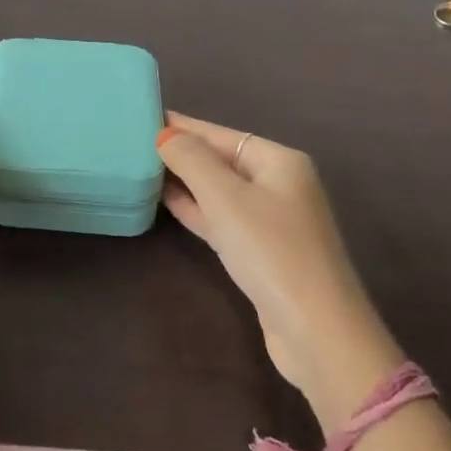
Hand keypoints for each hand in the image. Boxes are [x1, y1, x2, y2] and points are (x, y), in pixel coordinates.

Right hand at [157, 111, 402, 427]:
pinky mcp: (261, 253)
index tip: (142, 117)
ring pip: (219, 190)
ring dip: (185, 181)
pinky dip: (196, 208)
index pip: (220, 133)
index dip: (182, 126)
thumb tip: (165, 133)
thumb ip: (191, 159)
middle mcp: (279, 184)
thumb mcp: (225, 197)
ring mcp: (272, 221)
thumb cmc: (271, 251)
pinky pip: (222, 218)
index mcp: (279, 161)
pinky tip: (166, 201)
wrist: (317, 332)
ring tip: (141, 167)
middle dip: (181, 152)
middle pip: (221, 160)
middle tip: (133, 143)